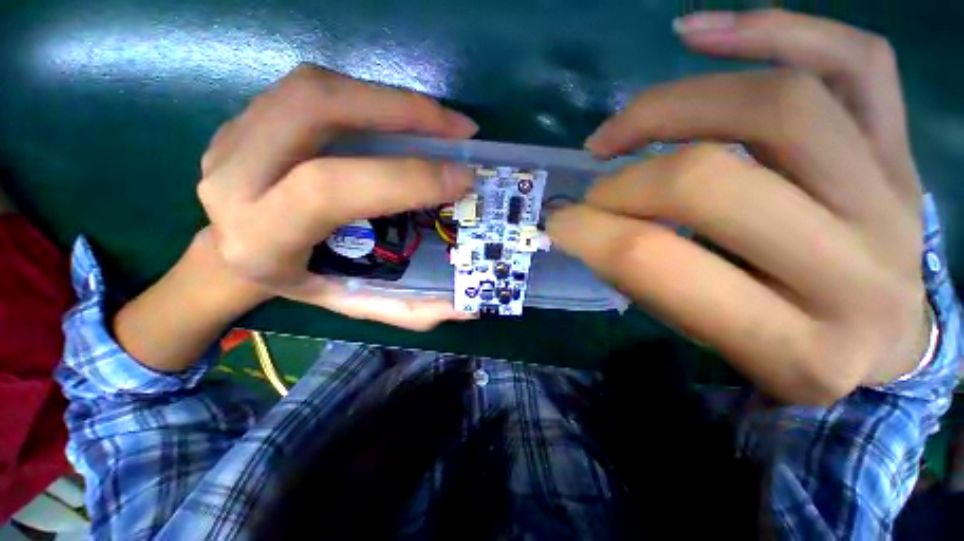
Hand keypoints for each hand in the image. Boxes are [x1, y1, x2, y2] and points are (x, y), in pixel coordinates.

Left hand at [197, 64, 478, 330]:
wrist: (235, 256)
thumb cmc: (305, 283)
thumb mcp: (360, 304)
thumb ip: (415, 309)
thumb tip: (472, 306)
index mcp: (263, 238)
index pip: (328, 190)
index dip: (404, 178)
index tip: (461, 177)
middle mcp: (234, 180)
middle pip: (314, 110)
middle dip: (400, 111)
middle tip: (458, 128)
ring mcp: (231, 139)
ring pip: (312, 88)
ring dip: (387, 98)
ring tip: (437, 120)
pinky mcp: (244, 119)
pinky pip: (309, 90)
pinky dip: (366, 96)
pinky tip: (399, 117)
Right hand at [548, 10, 929, 404]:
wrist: (892, 344)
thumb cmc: (790, 351)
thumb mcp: (708, 339)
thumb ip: (646, 282)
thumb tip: (585, 225)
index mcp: (795, 346)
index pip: (659, 265)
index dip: (589, 233)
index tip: (559, 222)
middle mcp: (857, 269)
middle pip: (712, 182)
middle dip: (626, 183)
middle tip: (596, 187)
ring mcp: (893, 197)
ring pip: (781, 103)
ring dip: (673, 104)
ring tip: (622, 125)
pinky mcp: (904, 151)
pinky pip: (856, 63)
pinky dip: (773, 29)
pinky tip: (701, 34)